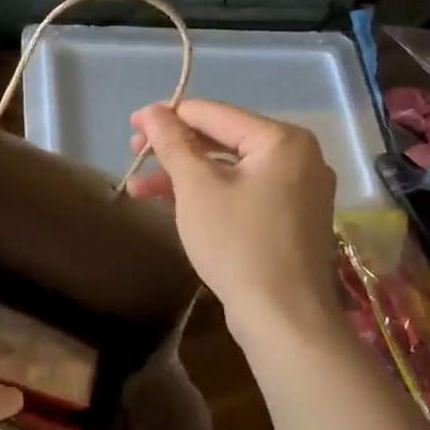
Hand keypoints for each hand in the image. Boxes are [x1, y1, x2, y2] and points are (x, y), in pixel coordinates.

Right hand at [126, 100, 339, 343]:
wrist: (284, 318)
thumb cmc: (238, 243)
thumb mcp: (196, 187)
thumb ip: (172, 143)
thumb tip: (152, 111)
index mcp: (282, 140)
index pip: (214, 114)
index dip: (168, 117)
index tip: (131, 126)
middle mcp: (298, 157)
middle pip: (223, 140)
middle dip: (174, 150)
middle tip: (133, 154)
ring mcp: (298, 191)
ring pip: (229, 170)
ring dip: (184, 176)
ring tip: (138, 188)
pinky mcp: (290, 220)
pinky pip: (242, 193)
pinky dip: (208, 196)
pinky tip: (171, 205)